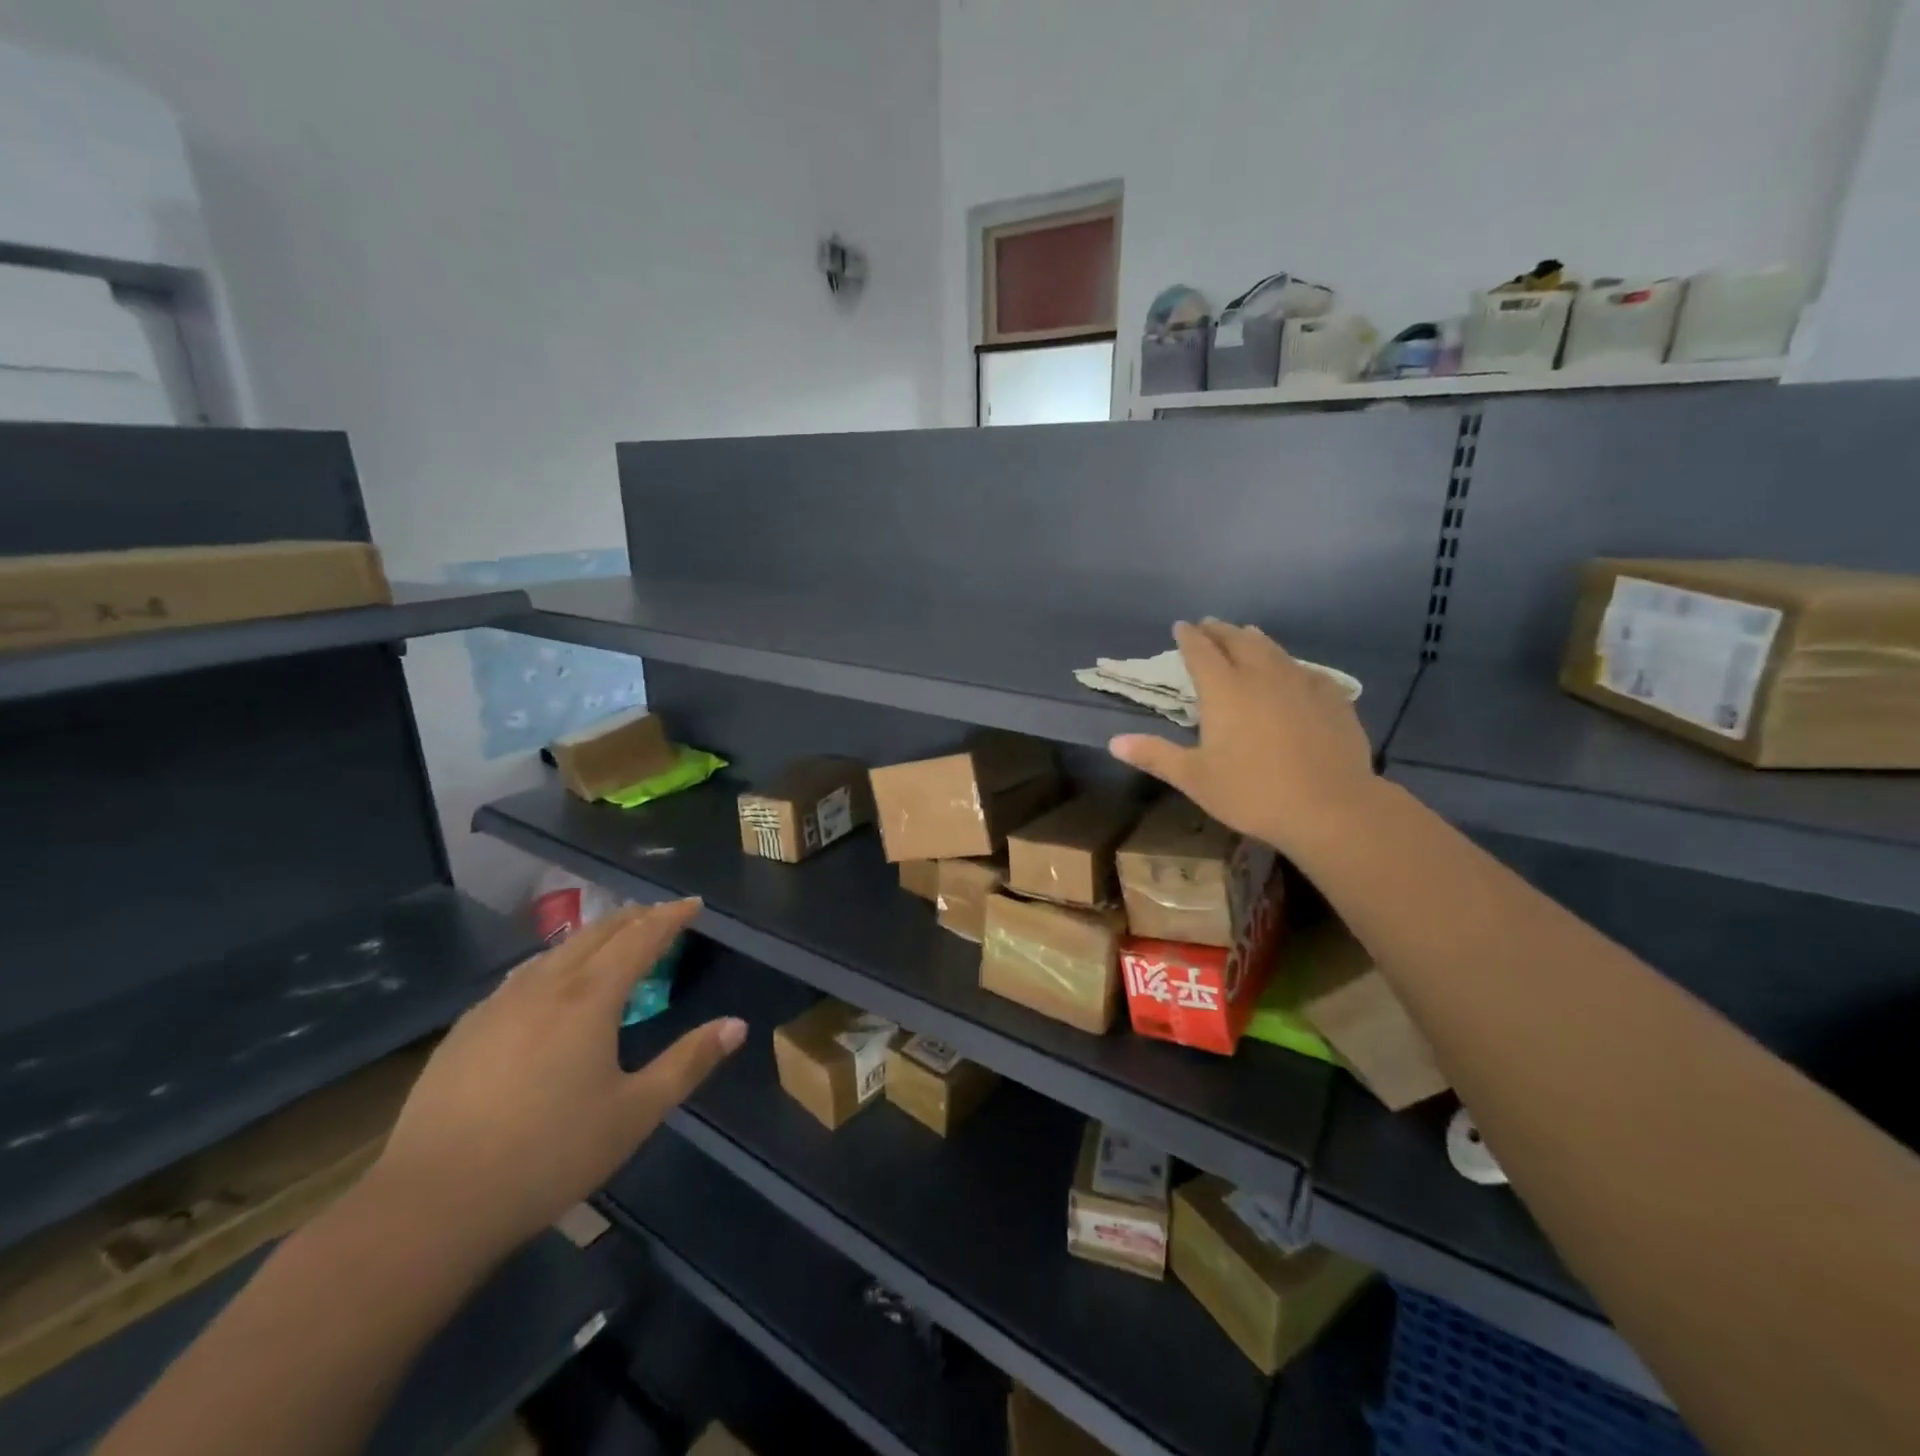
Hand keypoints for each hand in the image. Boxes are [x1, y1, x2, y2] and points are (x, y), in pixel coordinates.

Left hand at [364, 900, 742, 1264]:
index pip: (640, 938)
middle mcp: (544, 986)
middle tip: (659, 914)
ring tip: (610, 940)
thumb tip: (737, 1025)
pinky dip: (553, 964)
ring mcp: (498, 1005)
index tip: (693, 903)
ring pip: (555, 951)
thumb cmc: (549, 1155)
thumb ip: (688, 1063)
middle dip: (633, 917)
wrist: (432, 1205)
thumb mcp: (635, 1113)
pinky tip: (546, 986)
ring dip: (591, 937)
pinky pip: (522, 977)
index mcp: (590, 998)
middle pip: (596, 933)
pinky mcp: (465, 1030)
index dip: (670, 917)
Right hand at [1109, 620, 1375, 856]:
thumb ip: (1155, 756)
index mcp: (1224, 691)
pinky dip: (1290, 664)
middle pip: (1238, 642)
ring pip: (1274, 650)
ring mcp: (1301, 684)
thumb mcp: (1195, 778)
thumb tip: (1114, 742)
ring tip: (1246, 634)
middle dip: (1220, 631)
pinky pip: (1307, 671)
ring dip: (1255, 639)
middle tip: (1209, 624)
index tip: (1181, 626)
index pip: (1201, 652)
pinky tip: (1294, 671)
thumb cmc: (1252, 792)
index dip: (1188, 637)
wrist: (1330, 807)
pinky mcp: (1332, 699)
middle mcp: (1261, 676)